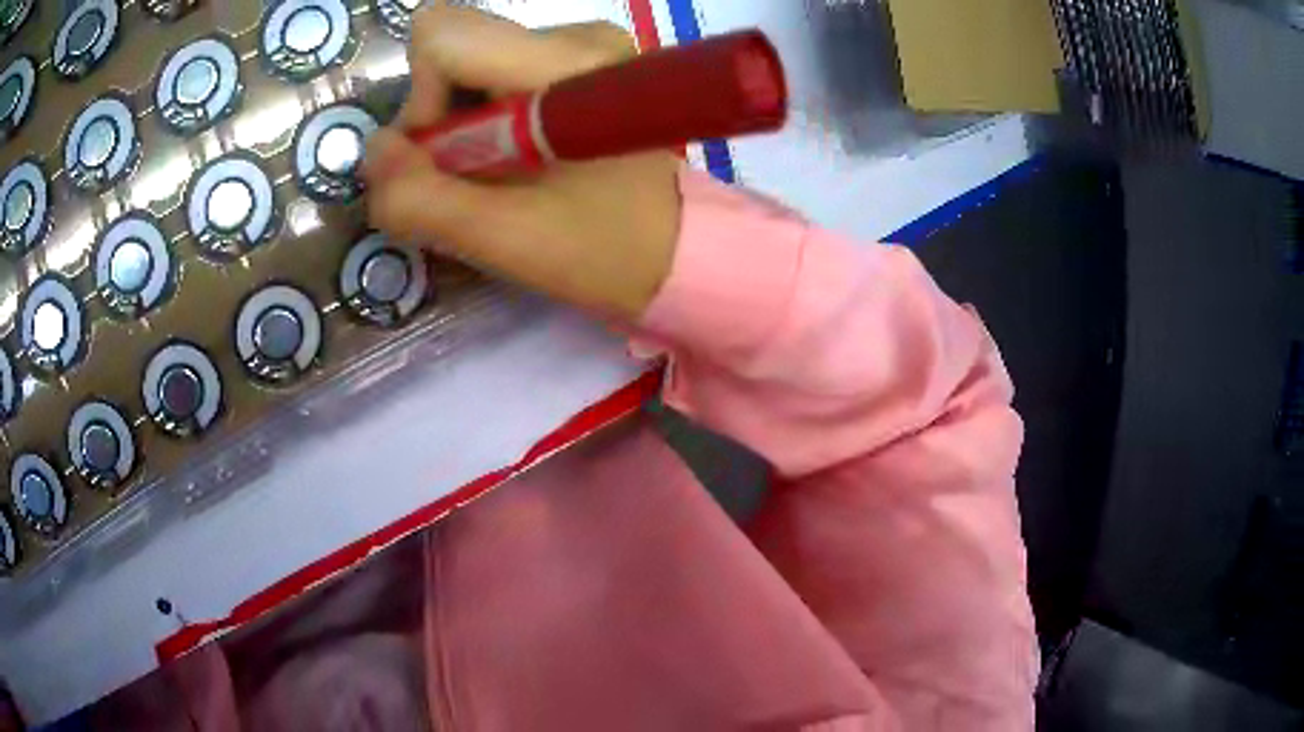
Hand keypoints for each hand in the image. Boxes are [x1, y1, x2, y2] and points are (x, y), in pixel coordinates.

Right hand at [363, 2, 681, 319]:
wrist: (677, 253)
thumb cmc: (603, 251)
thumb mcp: (505, 240)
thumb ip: (422, 200)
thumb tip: (372, 152)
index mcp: (568, 63)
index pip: (441, 35)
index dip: (421, 101)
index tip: (449, 159)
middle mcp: (579, 35)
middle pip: (453, 48)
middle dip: (440, 118)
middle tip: (477, 176)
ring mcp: (584, 44)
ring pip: (470, 62)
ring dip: (463, 125)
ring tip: (505, 174)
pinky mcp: (582, 60)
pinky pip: (496, 73)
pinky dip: (487, 119)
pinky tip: (520, 157)